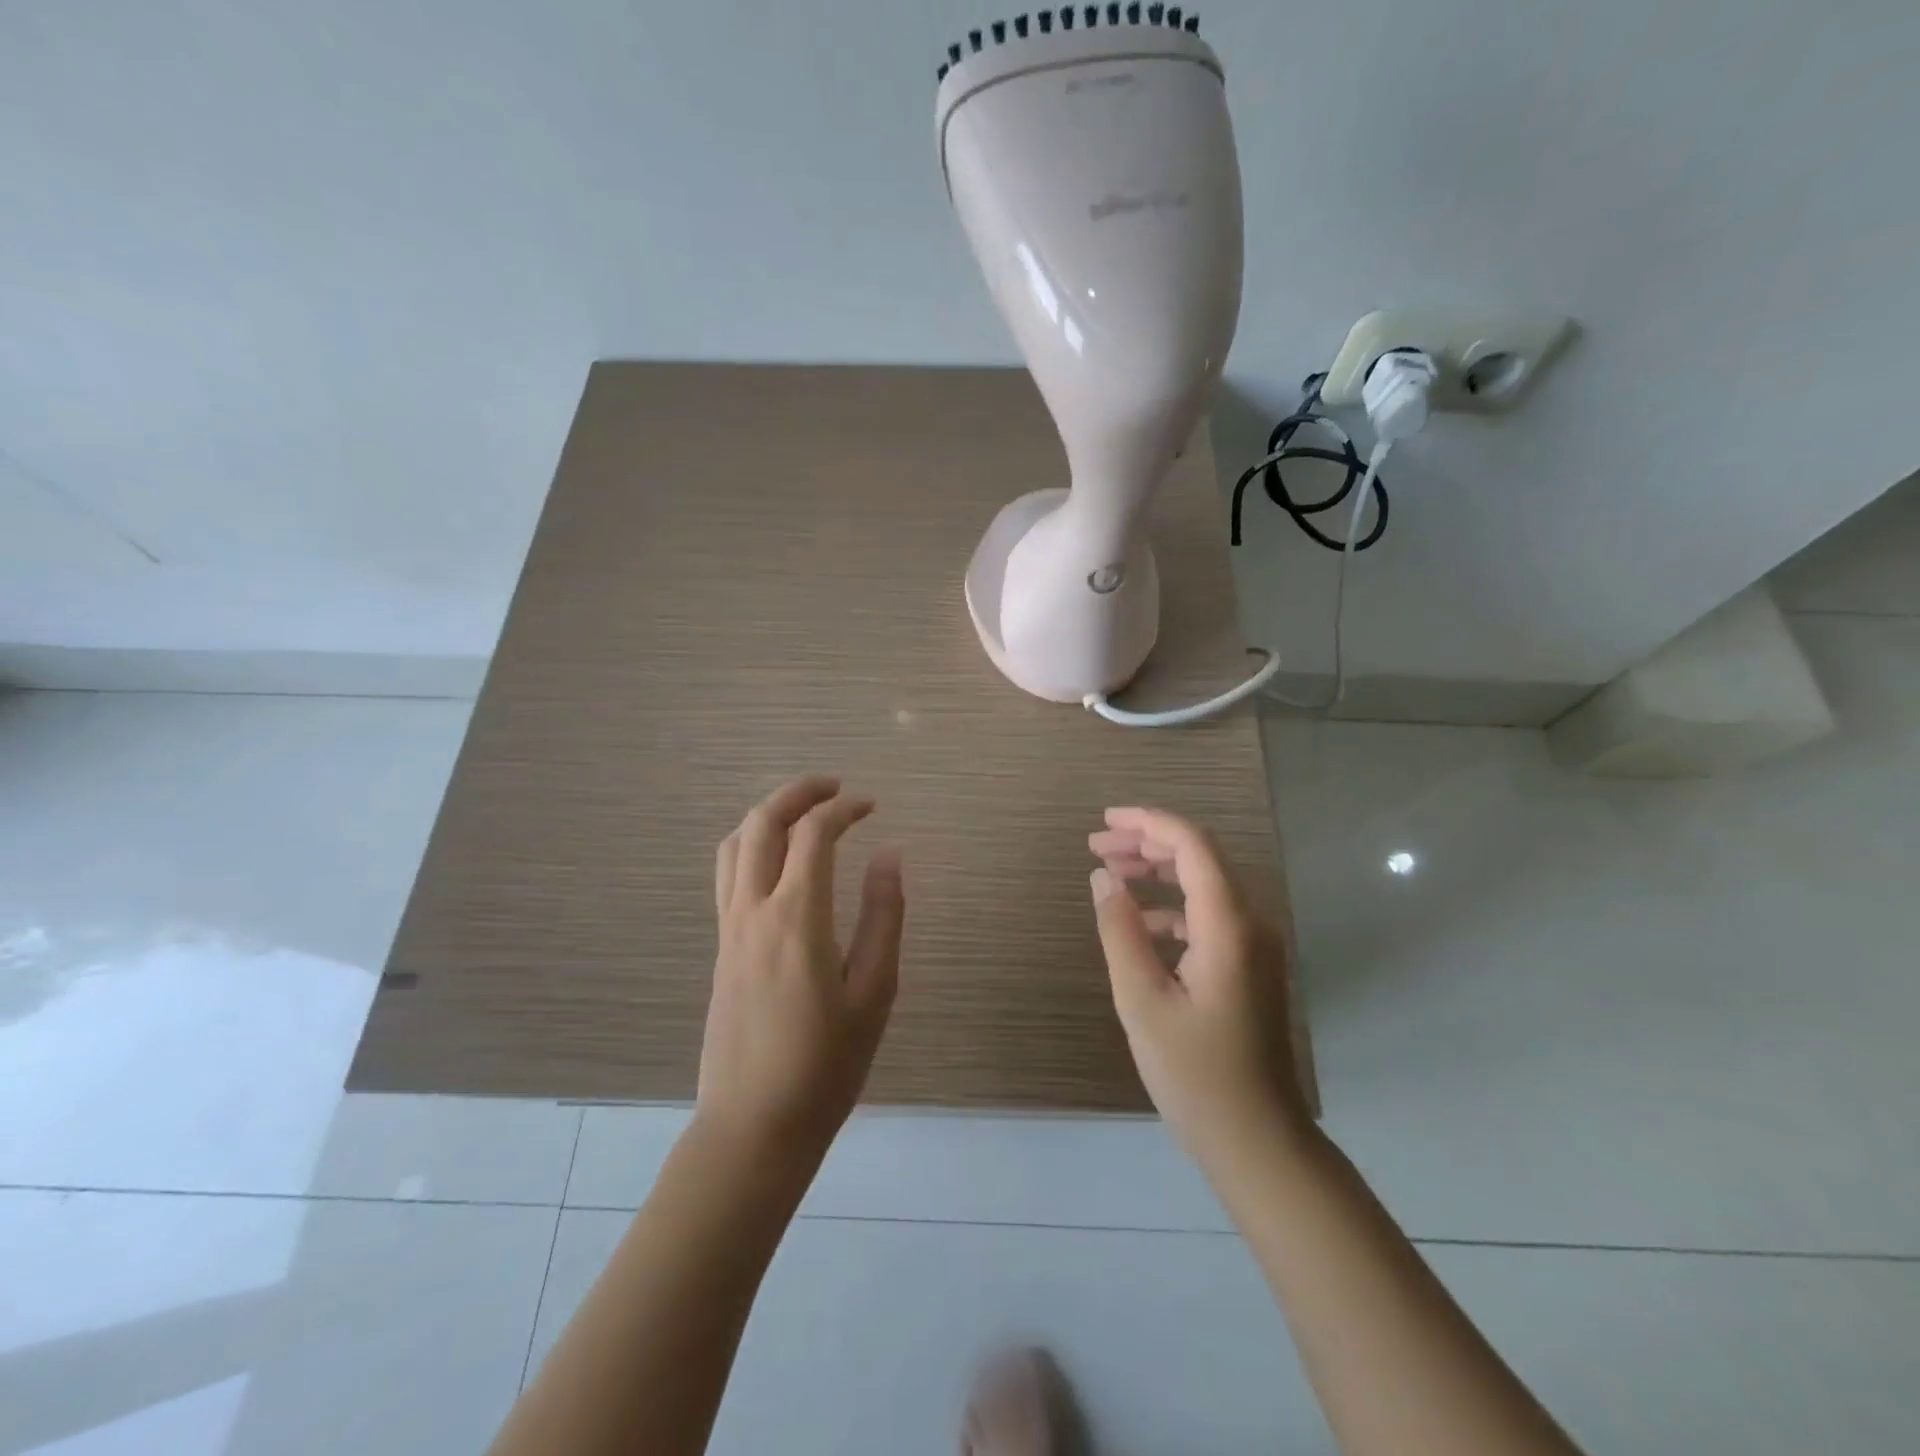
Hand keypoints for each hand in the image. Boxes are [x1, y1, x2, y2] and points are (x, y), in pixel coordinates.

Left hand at [698, 775, 904, 1164]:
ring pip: (735, 844)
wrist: (753, 1127)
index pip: (813, 834)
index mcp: (797, 919)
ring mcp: (728, 929)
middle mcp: (753, 911)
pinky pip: (728, 874)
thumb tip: (891, 854)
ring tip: (805, 812)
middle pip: (762, 823)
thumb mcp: (875, 992)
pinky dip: (752, 843)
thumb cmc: (826, 1066)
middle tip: (834, 787)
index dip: (844, 808)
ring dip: (768, 814)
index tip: (871, 805)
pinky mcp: (720, 947)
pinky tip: (779, 860)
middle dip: (797, 793)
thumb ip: (884, 916)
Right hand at [1088, 807, 1307, 1166]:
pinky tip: (1139, 924)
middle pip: (1200, 858)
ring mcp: (1255, 946)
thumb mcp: (1142, 1000)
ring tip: (1111, 874)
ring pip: (1205, 885)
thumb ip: (1119, 930)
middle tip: (1096, 846)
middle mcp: (1250, 924)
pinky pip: (1209, 916)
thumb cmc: (1195, 1074)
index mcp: (1227, 925)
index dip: (1148, 822)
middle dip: (1147, 843)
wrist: (1258, 1141)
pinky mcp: (1249, 967)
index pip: (1192, 845)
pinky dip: (1172, 906)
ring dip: (1159, 872)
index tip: (1104, 821)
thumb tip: (1102, 877)